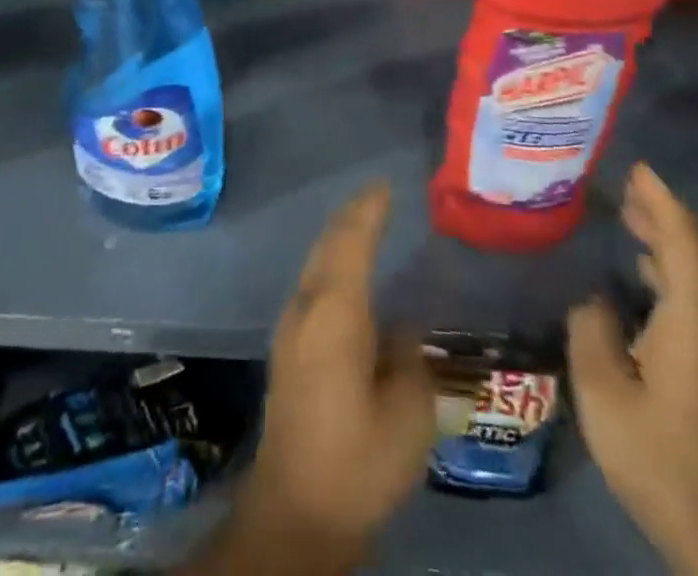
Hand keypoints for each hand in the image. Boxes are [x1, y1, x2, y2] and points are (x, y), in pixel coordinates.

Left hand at [237, 183, 435, 559]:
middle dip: (351, 216)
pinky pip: (314, 285)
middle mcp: (305, 308)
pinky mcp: (287, 349)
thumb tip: (402, 326)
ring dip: (340, 239)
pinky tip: (349, 276)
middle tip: (378, 197)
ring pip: (317, 263)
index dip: (369, 210)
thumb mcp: (407, 416)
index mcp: (335, 313)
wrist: (294, 512)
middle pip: (327, 245)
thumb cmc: (357, 462)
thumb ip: (409, 359)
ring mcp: (290, 327)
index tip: (386, 185)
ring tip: (368, 224)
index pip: (351, 242)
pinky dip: (334, 265)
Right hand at [567, 164, 697, 575]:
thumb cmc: (655, 450)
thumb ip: (592, 329)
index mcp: (692, 321)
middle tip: (631, 186)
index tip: (638, 168)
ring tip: (633, 217)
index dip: (662, 202)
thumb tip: (592, 296)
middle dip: (670, 214)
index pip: (683, 243)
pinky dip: (674, 267)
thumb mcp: (602, 387)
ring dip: (672, 239)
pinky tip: (644, 272)